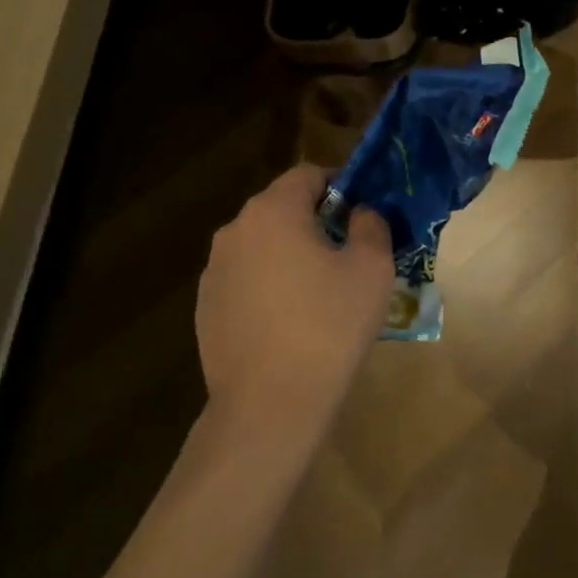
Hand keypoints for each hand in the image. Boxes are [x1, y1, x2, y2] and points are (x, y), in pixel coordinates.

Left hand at [195, 165, 392, 440]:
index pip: (309, 174)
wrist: (270, 402)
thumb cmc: (329, 325)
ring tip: (321, 293)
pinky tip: (291, 323)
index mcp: (273, 211)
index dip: (342, 186)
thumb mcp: (372, 268)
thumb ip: (371, 225)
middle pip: (283, 209)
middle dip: (317, 222)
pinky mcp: (205, 308)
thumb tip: (361, 213)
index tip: (365, 214)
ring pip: (264, 247)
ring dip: (292, 255)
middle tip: (350, 255)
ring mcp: (214, 271)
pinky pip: (247, 281)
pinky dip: (270, 287)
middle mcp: (235, 231)